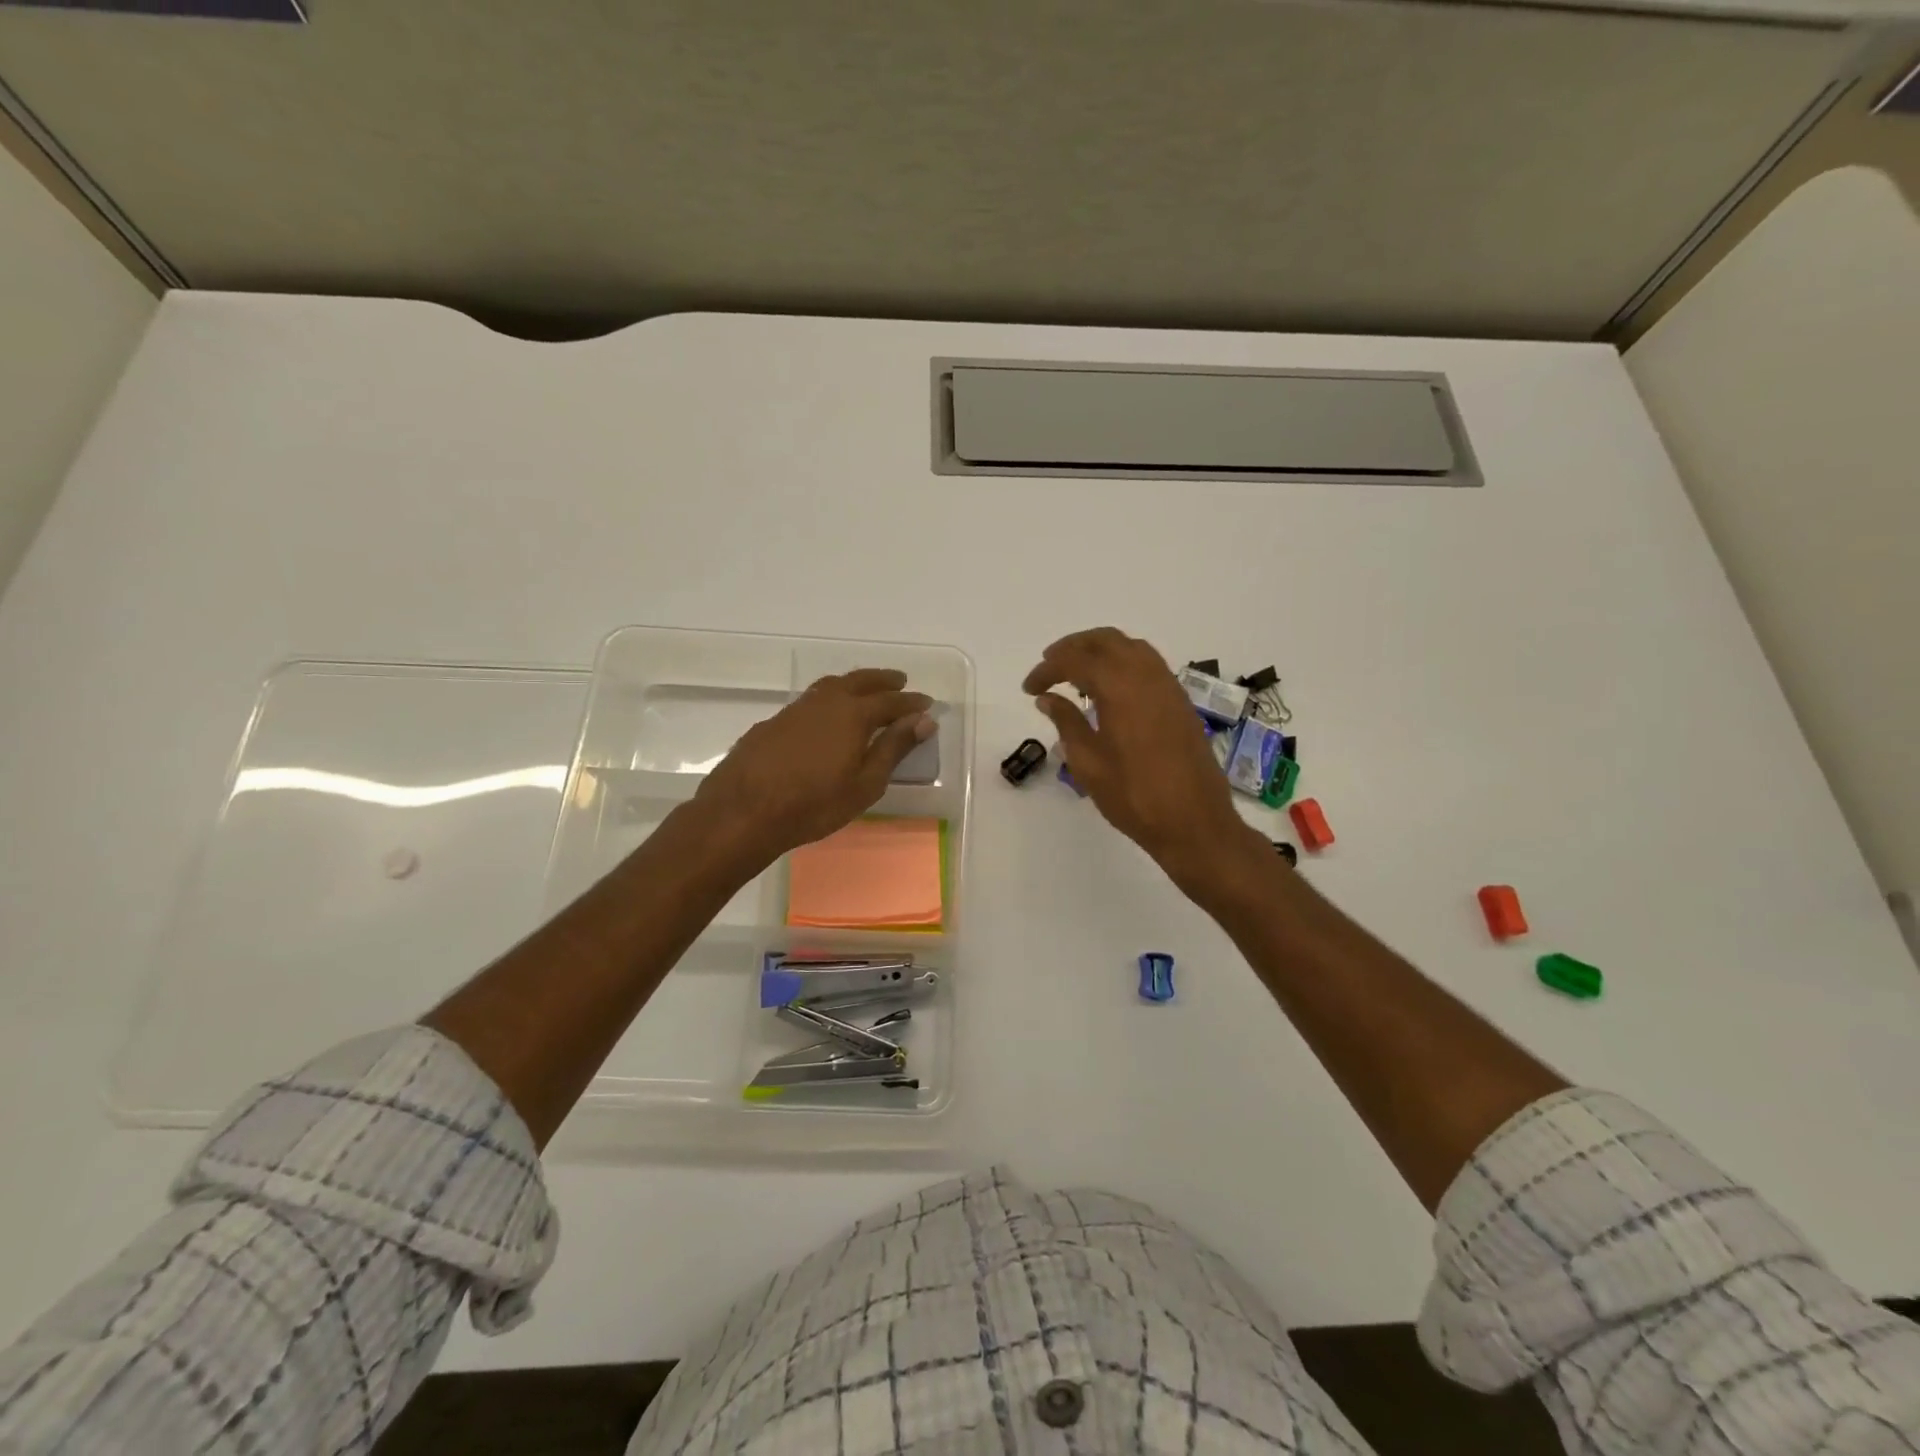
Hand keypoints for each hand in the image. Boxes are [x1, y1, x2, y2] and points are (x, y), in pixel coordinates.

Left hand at [693, 668, 933, 864]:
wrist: (743, 811)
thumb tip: (923, 720)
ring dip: (853, 685)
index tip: (927, 704)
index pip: (891, 701)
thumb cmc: (814, 804)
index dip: (911, 702)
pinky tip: (825, 719)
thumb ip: (894, 748)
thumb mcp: (865, 783)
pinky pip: (810, 701)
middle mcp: (826, 702)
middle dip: (883, 680)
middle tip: (899, 681)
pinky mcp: (773, 722)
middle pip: (860, 681)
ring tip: (865, 692)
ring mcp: (795, 709)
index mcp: (853, 714)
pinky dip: (828, 701)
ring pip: (831, 686)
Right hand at [1023, 627, 1264, 892]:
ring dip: (1099, 650)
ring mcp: (1168, 686)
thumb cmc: (1134, 796)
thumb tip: (1048, 699)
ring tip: (1076, 674)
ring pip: (1130, 647)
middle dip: (1073, 647)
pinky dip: (1122, 662)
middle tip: (1049, 667)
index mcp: (1120, 688)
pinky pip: (1148, 663)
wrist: (1194, 822)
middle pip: (1105, 640)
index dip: (1047, 669)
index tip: (1029, 689)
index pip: (1075, 661)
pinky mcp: (1180, 701)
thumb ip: (1066, 722)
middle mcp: (1146, 675)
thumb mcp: (1088, 763)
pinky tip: (1109, 689)